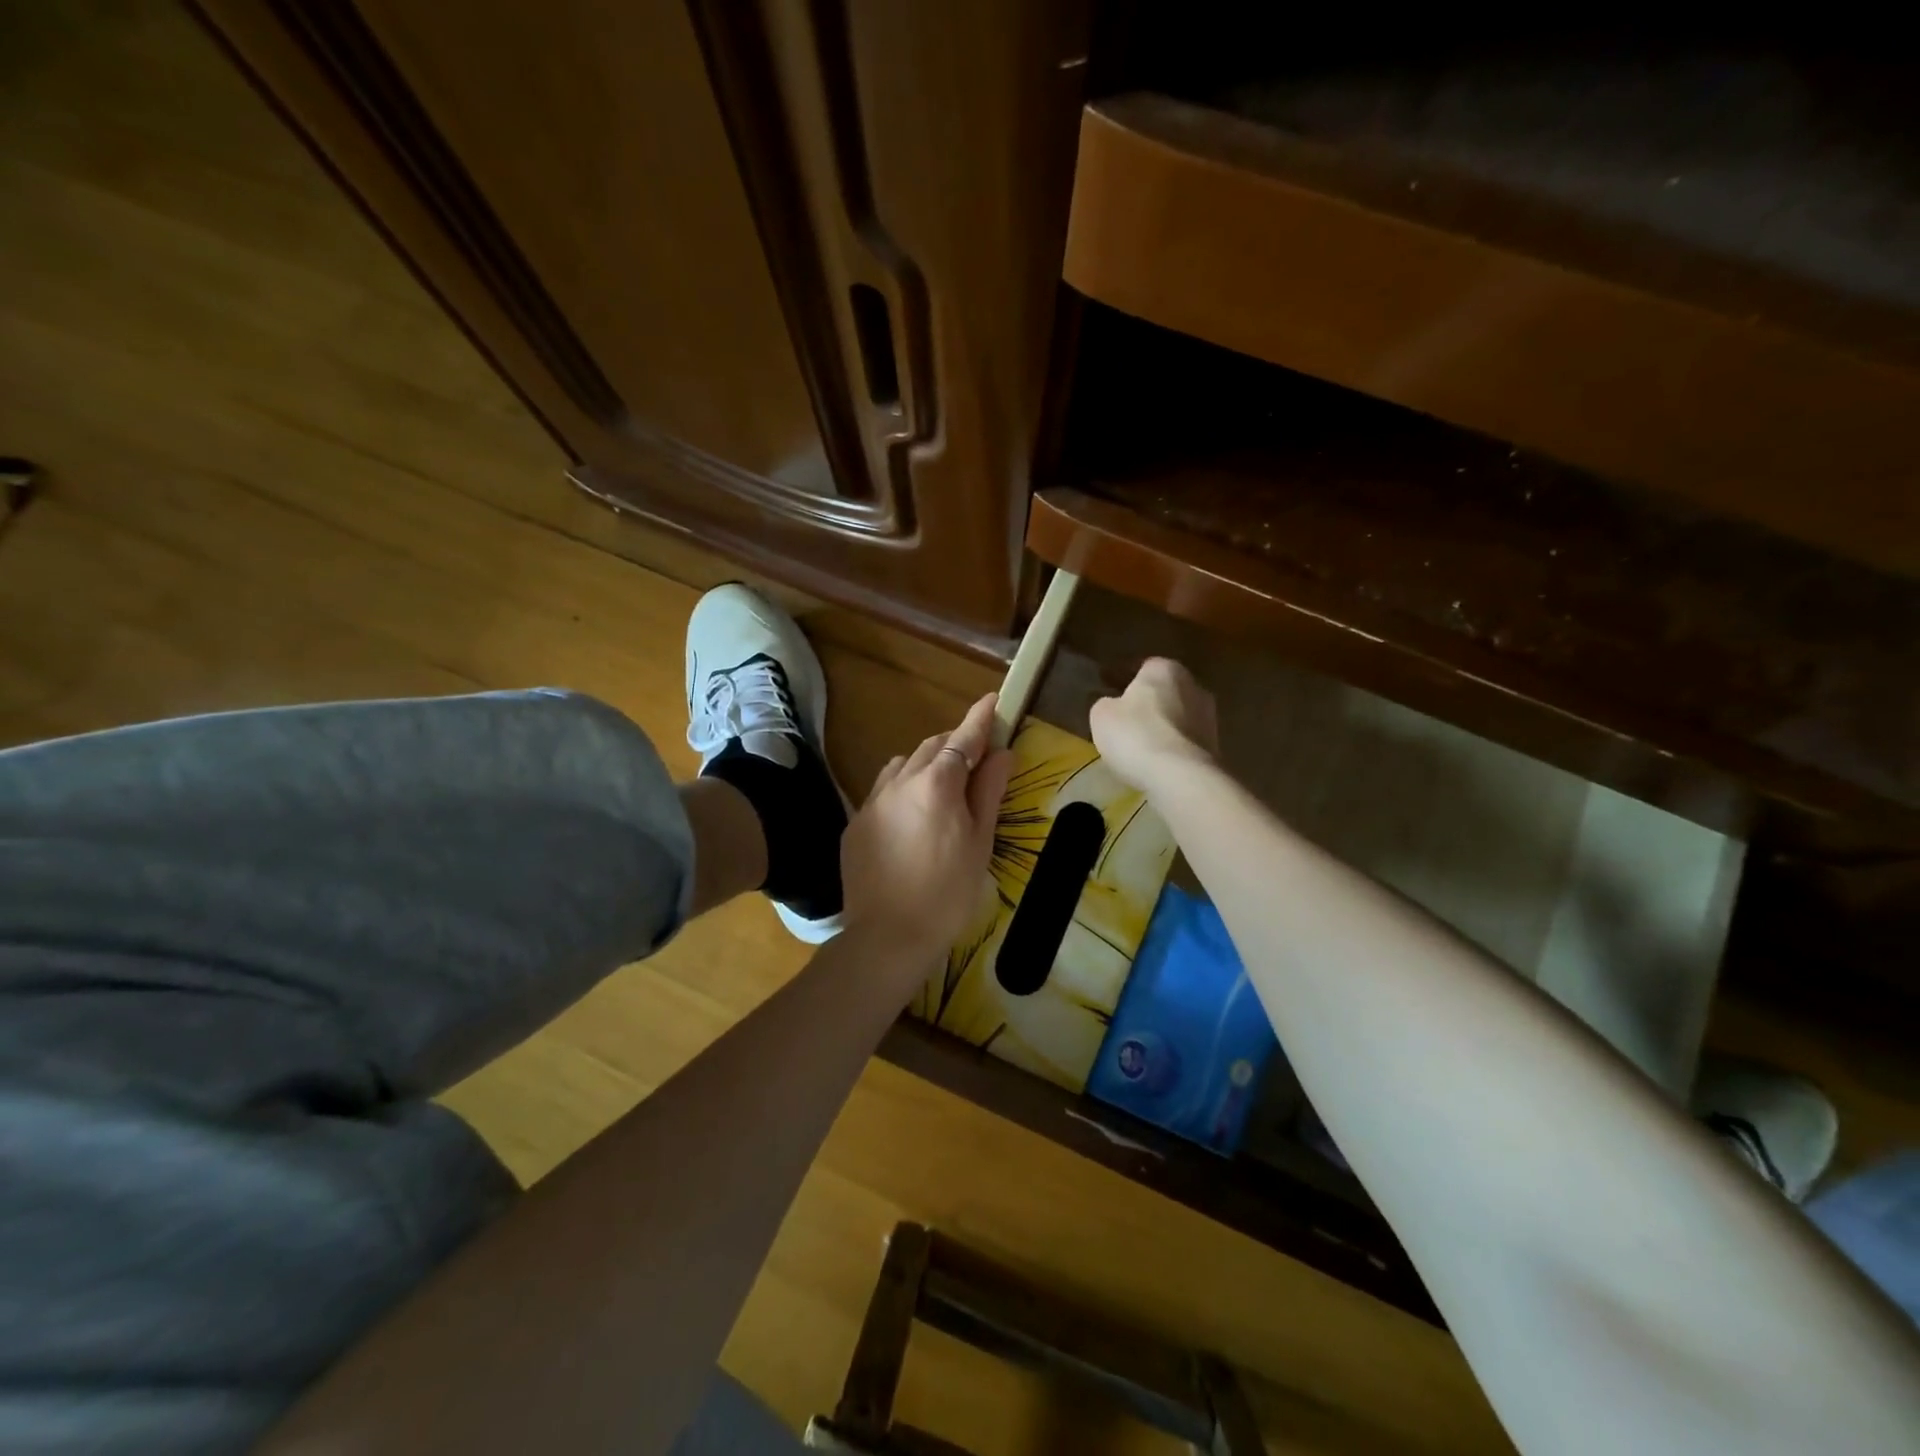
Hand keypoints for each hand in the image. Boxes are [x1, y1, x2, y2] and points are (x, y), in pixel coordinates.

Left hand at [842, 692, 1012, 966]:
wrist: (888, 937)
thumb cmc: (947, 893)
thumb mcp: (979, 842)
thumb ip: (988, 792)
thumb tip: (1001, 753)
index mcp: (936, 784)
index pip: (962, 738)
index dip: (980, 719)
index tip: (993, 700)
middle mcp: (899, 781)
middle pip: (932, 747)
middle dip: (955, 743)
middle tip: (978, 757)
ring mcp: (872, 801)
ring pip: (904, 764)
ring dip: (927, 764)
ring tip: (945, 788)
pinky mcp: (855, 822)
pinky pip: (884, 790)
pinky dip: (904, 788)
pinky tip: (913, 816)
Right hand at [1088, 657, 1218, 791]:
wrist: (1181, 777)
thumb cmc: (1136, 735)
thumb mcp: (1102, 715)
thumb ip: (1105, 703)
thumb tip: (1112, 705)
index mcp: (1165, 669)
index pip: (1142, 666)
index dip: (1122, 677)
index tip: (1107, 688)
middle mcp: (1193, 686)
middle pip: (1165, 690)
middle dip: (1147, 701)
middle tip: (1125, 716)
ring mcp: (1210, 718)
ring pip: (1178, 716)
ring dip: (1162, 726)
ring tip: (1140, 743)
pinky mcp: (1215, 747)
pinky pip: (1184, 741)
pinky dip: (1171, 747)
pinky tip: (1156, 760)